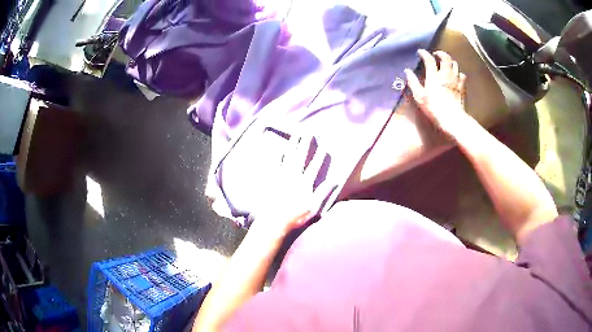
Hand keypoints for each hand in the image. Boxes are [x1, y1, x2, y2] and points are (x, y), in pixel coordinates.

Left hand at [253, 134, 334, 232]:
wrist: (274, 225)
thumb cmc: (297, 219)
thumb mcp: (315, 210)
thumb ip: (323, 194)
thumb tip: (334, 180)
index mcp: (305, 184)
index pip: (315, 166)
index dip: (319, 154)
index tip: (324, 144)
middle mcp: (294, 177)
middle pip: (301, 156)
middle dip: (305, 143)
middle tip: (308, 131)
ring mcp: (282, 178)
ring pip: (288, 157)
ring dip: (293, 145)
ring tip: (296, 134)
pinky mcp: (273, 181)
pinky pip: (275, 165)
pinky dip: (278, 156)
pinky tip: (279, 149)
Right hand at [405, 50, 467, 135]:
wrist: (453, 119)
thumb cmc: (434, 109)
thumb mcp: (420, 97)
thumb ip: (413, 82)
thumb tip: (407, 71)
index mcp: (434, 76)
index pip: (429, 60)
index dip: (424, 54)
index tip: (420, 52)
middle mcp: (446, 75)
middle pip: (445, 58)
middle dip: (440, 53)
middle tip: (436, 54)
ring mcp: (456, 80)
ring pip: (455, 64)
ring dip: (450, 61)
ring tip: (446, 63)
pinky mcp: (462, 87)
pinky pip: (462, 75)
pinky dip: (458, 72)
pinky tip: (456, 75)